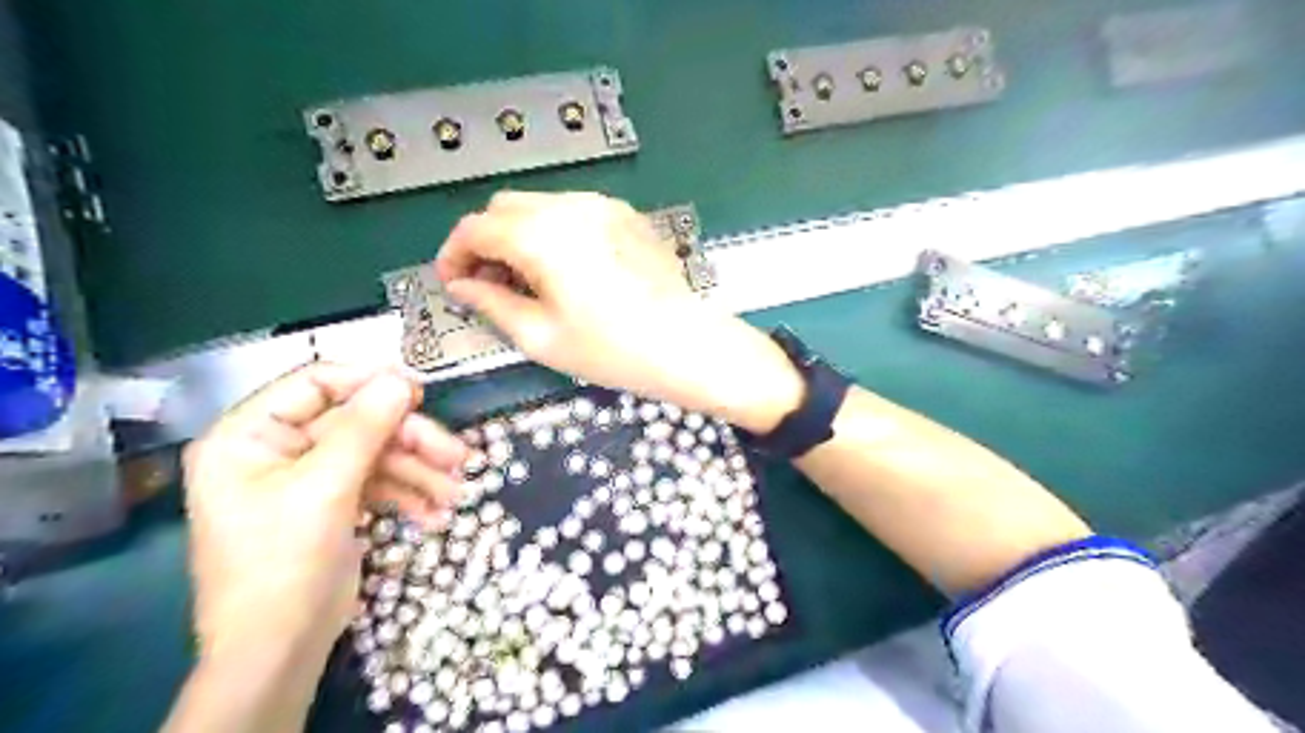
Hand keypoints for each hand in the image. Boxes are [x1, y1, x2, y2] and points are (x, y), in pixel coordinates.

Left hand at [181, 364, 466, 666]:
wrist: (279, 649)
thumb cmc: (283, 562)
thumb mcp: (325, 489)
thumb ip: (364, 428)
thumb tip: (401, 379)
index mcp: (250, 435)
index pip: (314, 383)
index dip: (369, 382)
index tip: (420, 391)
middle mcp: (277, 449)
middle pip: (358, 424)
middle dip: (410, 441)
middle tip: (457, 455)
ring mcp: (309, 478)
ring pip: (375, 454)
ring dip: (419, 471)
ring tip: (457, 492)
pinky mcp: (334, 503)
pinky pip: (377, 484)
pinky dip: (408, 496)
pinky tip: (436, 514)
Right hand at [439, 193, 807, 432]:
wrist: (687, 344)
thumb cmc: (613, 349)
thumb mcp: (541, 336)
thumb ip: (491, 303)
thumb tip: (462, 286)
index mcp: (541, 235)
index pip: (474, 229)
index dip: (453, 255)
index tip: (453, 283)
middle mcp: (569, 207)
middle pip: (503, 208)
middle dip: (484, 241)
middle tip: (488, 284)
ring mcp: (601, 206)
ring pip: (537, 205)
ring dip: (518, 234)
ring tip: (527, 280)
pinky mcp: (624, 215)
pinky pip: (572, 211)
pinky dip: (552, 231)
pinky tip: (565, 269)